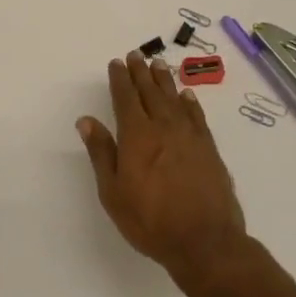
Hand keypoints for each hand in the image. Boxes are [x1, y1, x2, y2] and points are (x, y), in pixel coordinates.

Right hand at [78, 52, 252, 291]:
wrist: (205, 242)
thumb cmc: (150, 221)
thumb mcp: (114, 192)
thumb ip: (102, 153)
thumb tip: (86, 121)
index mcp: (137, 136)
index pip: (125, 99)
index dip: (120, 80)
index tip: (116, 63)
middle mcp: (164, 128)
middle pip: (150, 93)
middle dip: (141, 73)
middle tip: (136, 55)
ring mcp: (190, 137)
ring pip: (174, 100)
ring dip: (164, 81)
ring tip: (158, 65)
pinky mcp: (209, 149)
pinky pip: (197, 117)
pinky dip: (190, 103)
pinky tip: (186, 96)